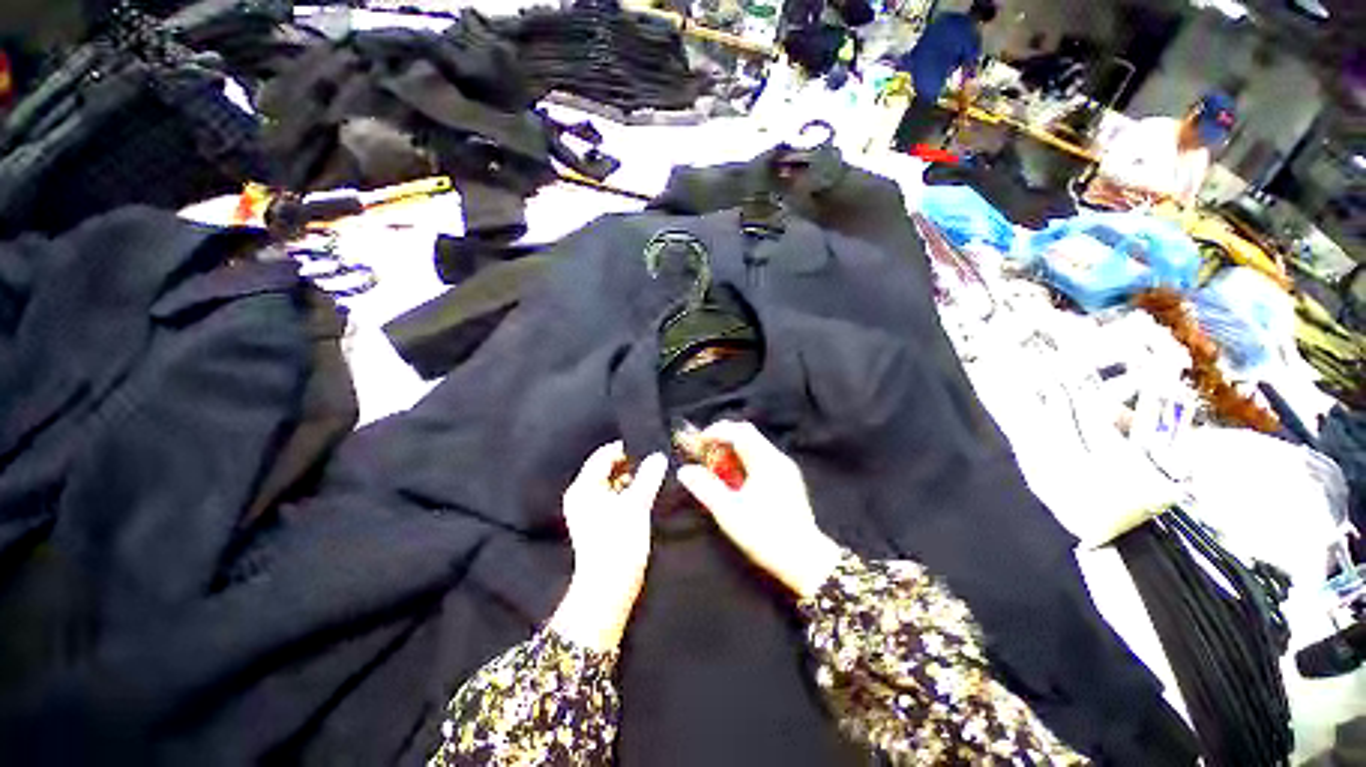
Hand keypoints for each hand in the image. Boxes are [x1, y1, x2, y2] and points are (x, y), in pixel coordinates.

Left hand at [549, 443, 666, 651]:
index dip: (626, 449)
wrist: (608, 588)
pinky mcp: (596, 522)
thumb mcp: (637, 504)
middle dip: (630, 464)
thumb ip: (648, 476)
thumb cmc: (618, 543)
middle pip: (607, 468)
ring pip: (611, 483)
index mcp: (584, 487)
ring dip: (630, 479)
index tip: (648, 447)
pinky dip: (626, 493)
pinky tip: (643, 495)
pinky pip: (612, 497)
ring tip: (651, 478)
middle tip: (653, 462)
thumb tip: (658, 456)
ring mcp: (587, 510)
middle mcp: (581, 495)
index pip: (604, 455)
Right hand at [676, 422, 841, 599]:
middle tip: (705, 453)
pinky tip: (735, 479)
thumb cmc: (765, 535)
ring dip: (733, 449)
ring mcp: (785, 468)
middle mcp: (777, 458)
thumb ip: (705, 488)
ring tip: (717, 467)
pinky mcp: (788, 479)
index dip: (716, 432)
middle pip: (748, 434)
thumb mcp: (729, 512)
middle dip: (724, 438)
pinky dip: (744, 459)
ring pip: (755, 445)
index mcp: (765, 461)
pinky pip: (762, 457)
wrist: (806, 560)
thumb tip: (684, 471)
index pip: (739, 432)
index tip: (699, 442)